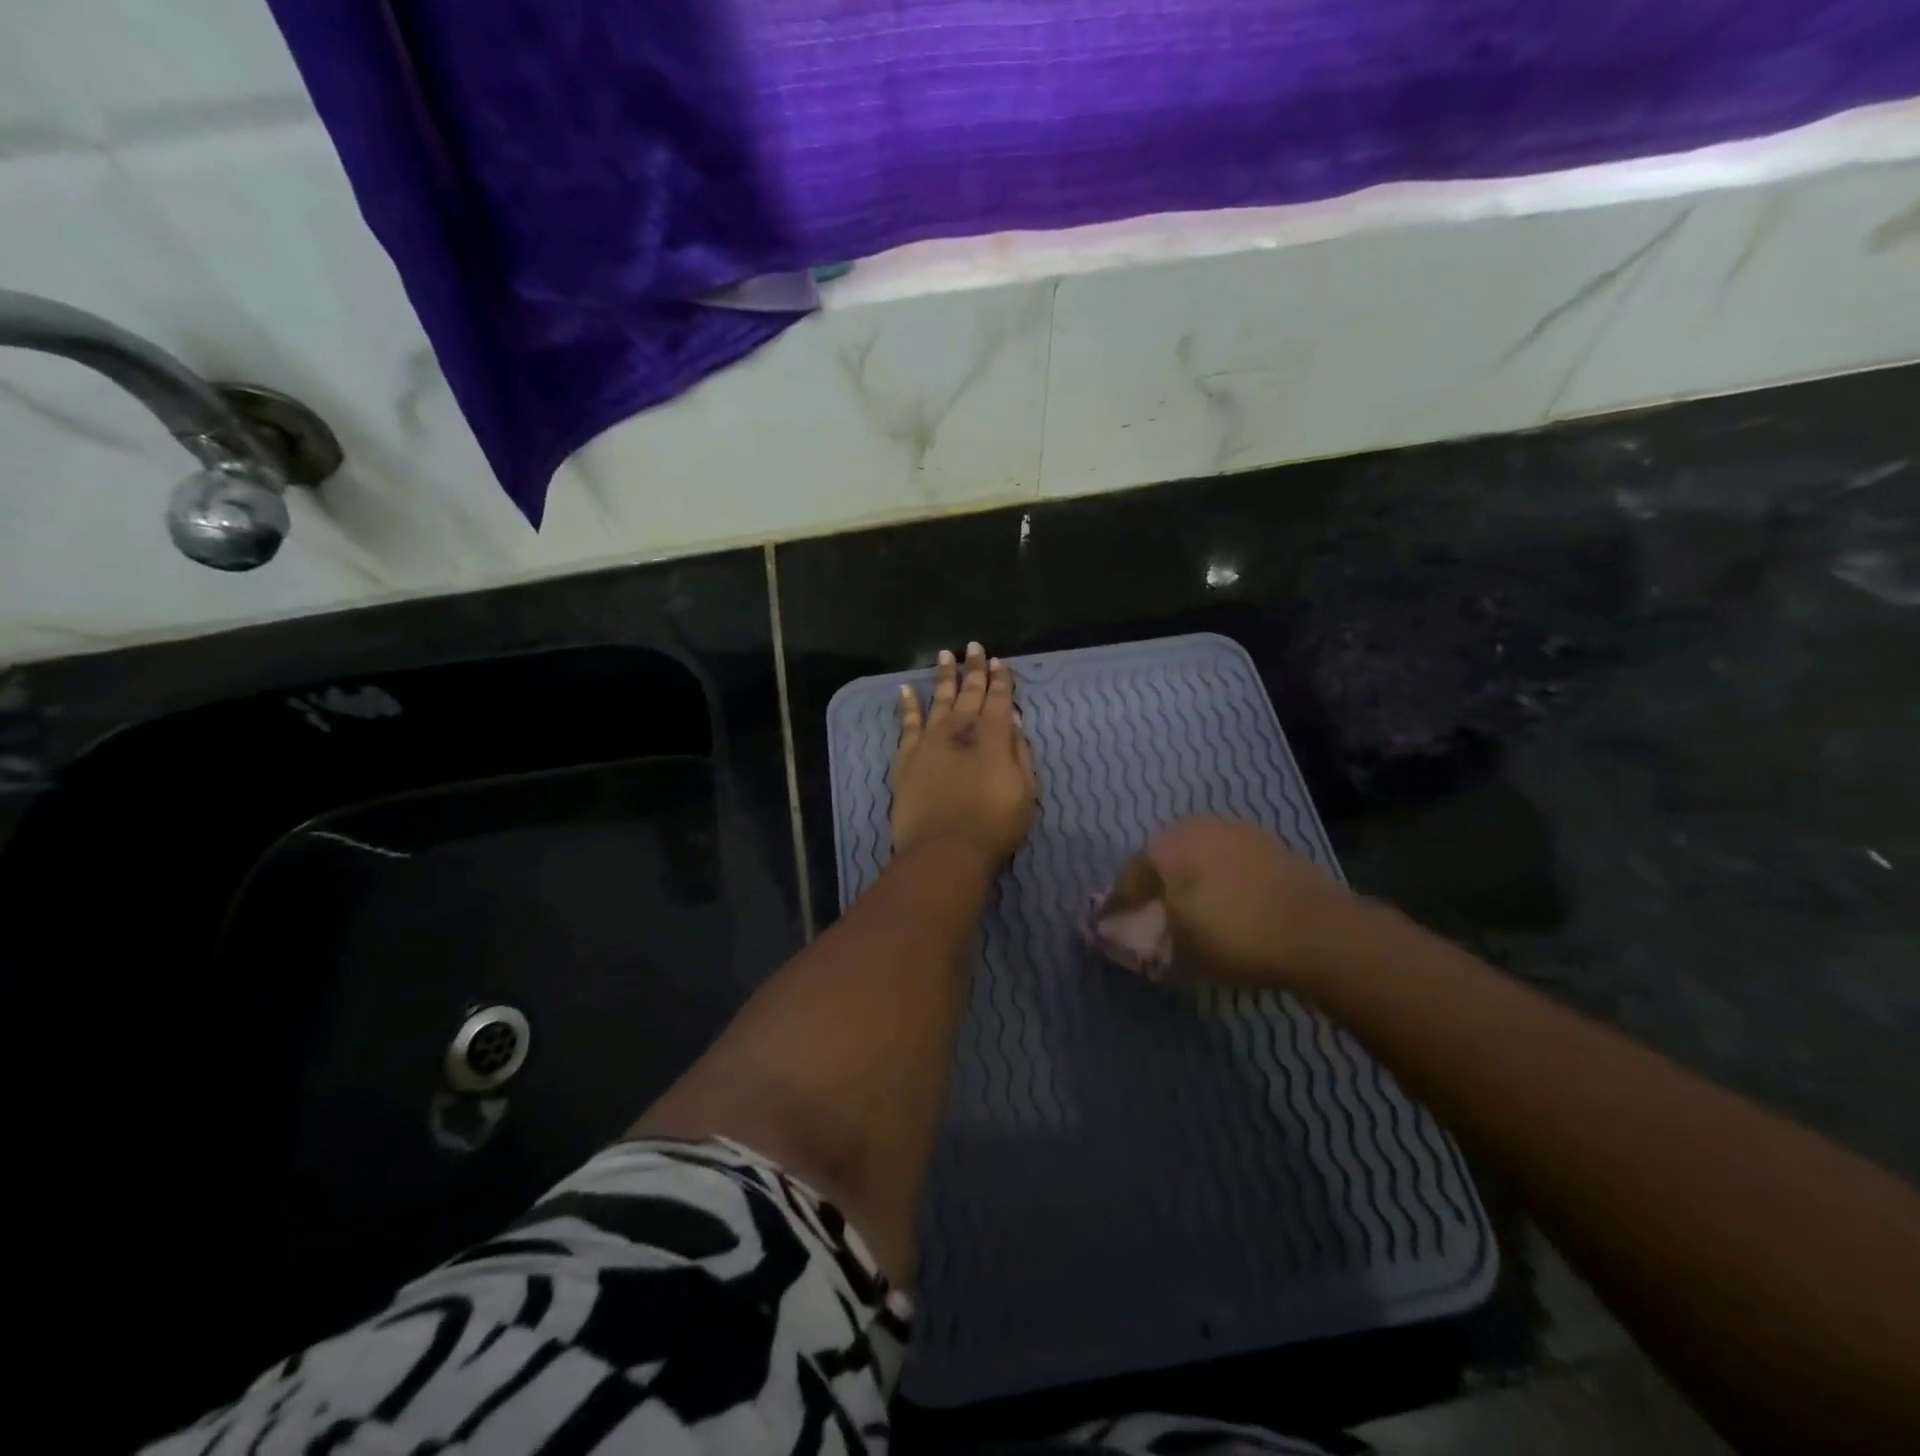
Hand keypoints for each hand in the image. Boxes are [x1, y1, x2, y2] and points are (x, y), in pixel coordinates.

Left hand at [891, 642, 1037, 865]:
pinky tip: (905, 689)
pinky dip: (907, 705)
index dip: (1001, 679)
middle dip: (974, 669)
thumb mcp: (1025, 791)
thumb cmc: (994, 825)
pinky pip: (907, 723)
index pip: (999, 698)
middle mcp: (961, 729)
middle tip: (973, 647)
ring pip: (939, 700)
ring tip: (944, 655)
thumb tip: (1012, 721)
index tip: (999, 660)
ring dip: (944, 677)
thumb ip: (1019, 752)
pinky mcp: (907, 756)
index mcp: (993, 736)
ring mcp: (930, 740)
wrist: (945, 849)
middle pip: (969, 692)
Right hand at [1109, 816, 1357, 989]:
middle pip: (1163, 857)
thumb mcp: (1181, 952)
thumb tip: (1130, 938)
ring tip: (1194, 907)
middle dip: (1156, 883)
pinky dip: (1221, 876)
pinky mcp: (1267, 840)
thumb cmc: (1233, 937)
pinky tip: (1228, 899)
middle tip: (1154, 912)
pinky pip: (1228, 857)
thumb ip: (1149, 940)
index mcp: (1164, 847)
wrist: (1316, 930)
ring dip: (1190, 876)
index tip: (1112, 923)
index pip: (1129, 877)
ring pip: (1198, 853)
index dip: (1119, 903)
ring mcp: (1234, 828)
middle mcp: (1193, 827)